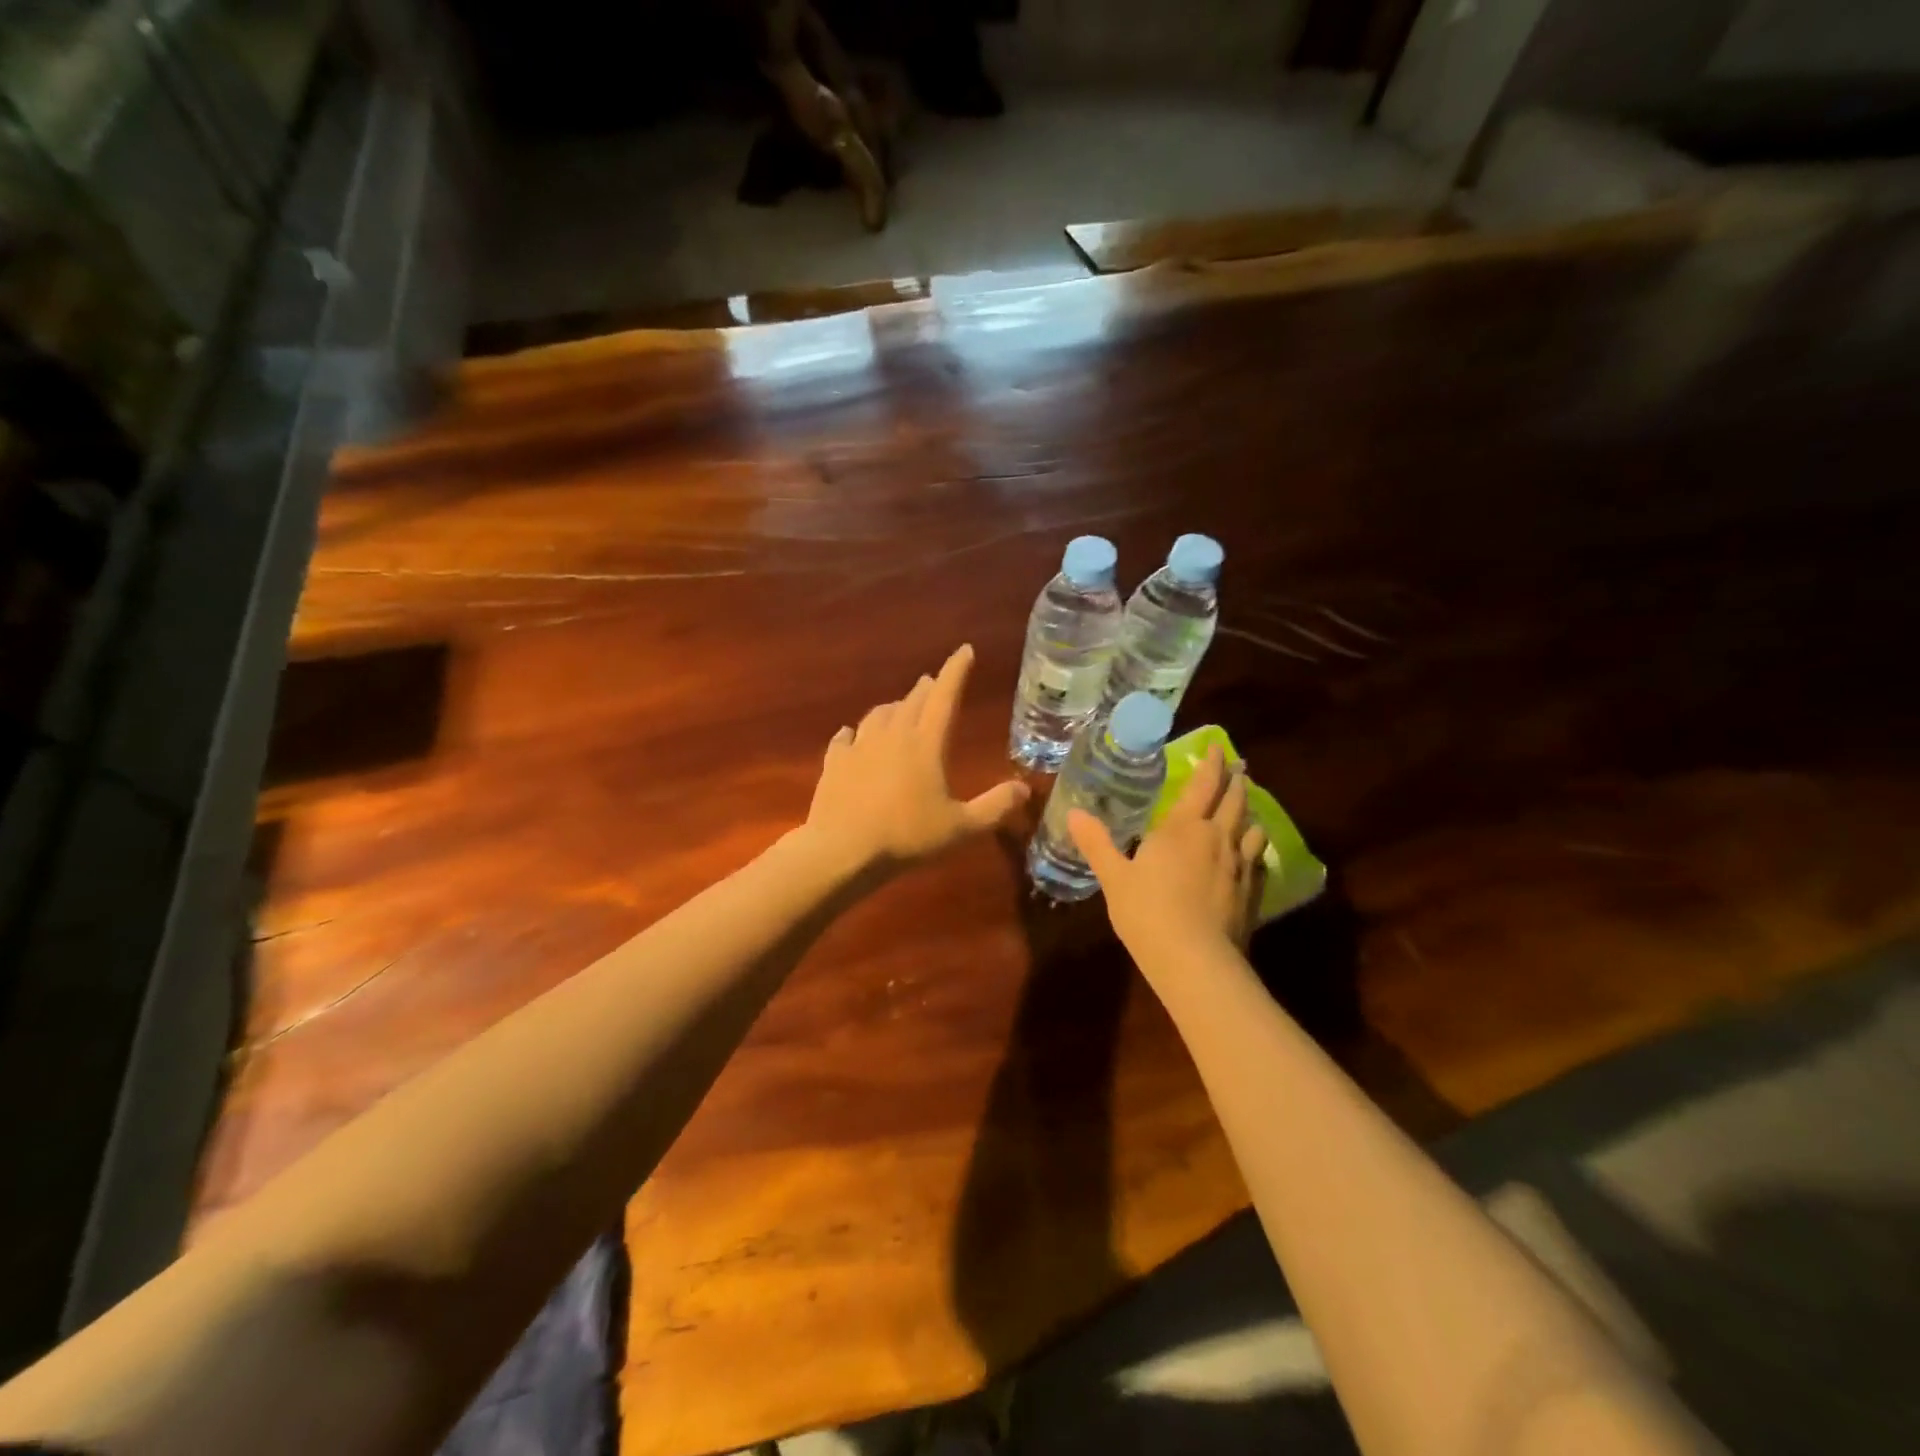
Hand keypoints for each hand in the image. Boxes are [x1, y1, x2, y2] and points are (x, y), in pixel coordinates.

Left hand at [803, 644, 1028, 873]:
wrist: (843, 849)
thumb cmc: (908, 836)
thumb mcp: (961, 827)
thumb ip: (995, 807)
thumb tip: (1025, 789)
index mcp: (926, 744)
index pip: (946, 697)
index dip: (956, 671)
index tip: (965, 650)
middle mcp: (893, 735)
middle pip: (912, 702)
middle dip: (926, 689)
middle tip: (932, 681)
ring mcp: (860, 747)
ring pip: (878, 715)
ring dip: (893, 708)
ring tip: (898, 708)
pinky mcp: (834, 763)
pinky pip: (844, 739)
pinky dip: (852, 734)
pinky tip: (850, 735)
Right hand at [1068, 745, 1267, 962]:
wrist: (1195, 960)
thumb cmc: (1147, 912)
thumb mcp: (1114, 877)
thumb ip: (1097, 843)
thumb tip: (1074, 812)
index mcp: (1183, 828)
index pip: (1204, 785)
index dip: (1212, 764)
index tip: (1218, 747)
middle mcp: (1217, 838)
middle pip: (1235, 800)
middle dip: (1236, 780)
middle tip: (1239, 767)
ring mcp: (1239, 865)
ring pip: (1252, 827)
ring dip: (1250, 812)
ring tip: (1247, 807)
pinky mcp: (1252, 892)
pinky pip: (1259, 859)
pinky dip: (1255, 848)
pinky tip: (1251, 854)